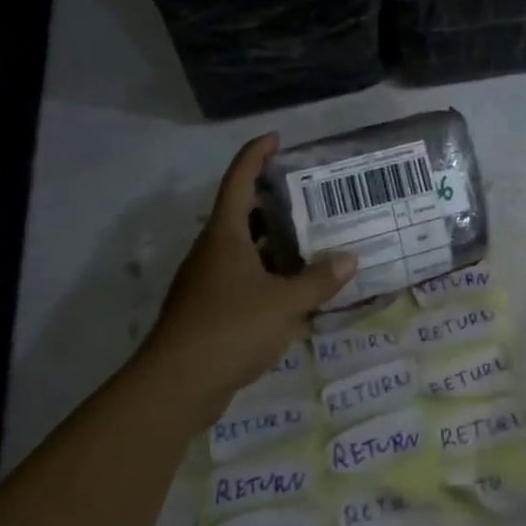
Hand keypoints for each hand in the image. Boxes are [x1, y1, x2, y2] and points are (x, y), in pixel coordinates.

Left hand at [147, 134, 355, 403]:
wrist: (175, 387)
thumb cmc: (230, 328)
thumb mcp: (285, 302)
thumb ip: (319, 280)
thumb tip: (350, 258)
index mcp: (225, 236)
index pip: (238, 181)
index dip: (255, 155)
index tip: (276, 138)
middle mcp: (212, 252)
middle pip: (240, 213)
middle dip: (271, 200)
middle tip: (309, 194)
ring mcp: (207, 282)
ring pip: (243, 249)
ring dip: (272, 241)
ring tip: (311, 238)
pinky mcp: (208, 311)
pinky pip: (242, 278)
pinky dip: (267, 274)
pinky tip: (294, 287)